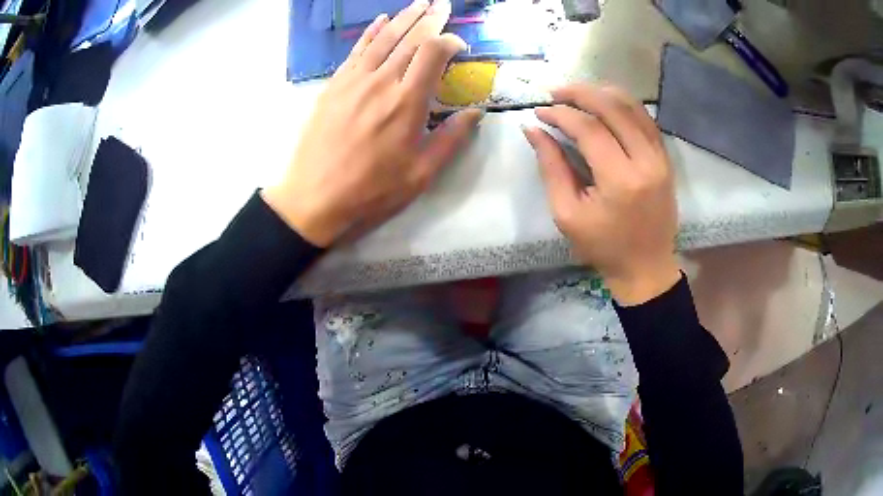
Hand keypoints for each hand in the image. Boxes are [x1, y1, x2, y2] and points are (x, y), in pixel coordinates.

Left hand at [263, 0, 481, 246]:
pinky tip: (380, 21)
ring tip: (419, 4)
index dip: (449, 41)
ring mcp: (353, 81)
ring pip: (383, 39)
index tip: (460, 45)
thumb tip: (475, 112)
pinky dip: (370, 33)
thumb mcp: (420, 173)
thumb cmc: (371, 190)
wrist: (314, 198)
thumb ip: (451, 139)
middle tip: (442, 4)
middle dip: (429, 19)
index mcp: (407, 102)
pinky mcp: (334, 86)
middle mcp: (381, 82)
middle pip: (409, 39)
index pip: (432, 53)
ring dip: (403, 18)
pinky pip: (356, 51)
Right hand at [523, 84, 680, 305]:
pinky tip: (606, 104)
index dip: (561, 114)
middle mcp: (645, 161)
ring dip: (603, 93)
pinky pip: (646, 120)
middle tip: (555, 93)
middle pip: (613, 107)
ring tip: (578, 93)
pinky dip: (624, 105)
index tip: (540, 112)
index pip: (588, 129)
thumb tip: (533, 129)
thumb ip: (551, 167)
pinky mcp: (665, 159)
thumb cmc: (603, 246)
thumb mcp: (567, 213)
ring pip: (633, 107)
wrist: (646, 267)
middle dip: (580, 93)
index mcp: (620, 180)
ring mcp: (660, 158)